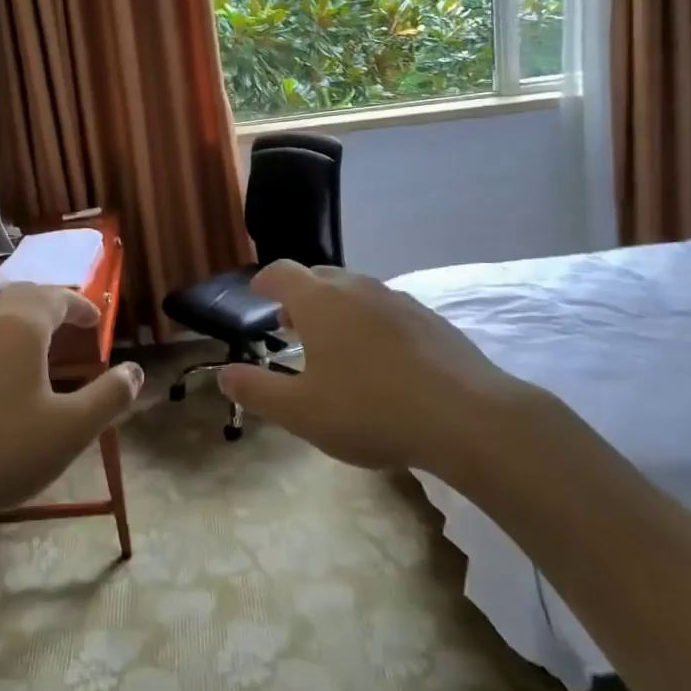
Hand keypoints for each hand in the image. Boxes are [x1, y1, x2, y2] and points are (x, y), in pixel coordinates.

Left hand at [0, 284, 142, 534]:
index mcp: (20, 328)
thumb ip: (109, 397)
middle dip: (51, 305)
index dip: (81, 304)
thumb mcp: (69, 430)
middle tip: (72, 323)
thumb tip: (135, 371)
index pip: (56, 297)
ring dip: (23, 325)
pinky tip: (0, 381)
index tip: (97, 320)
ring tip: (40, 350)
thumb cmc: (0, 451)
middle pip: (22, 298)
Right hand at [217, 260, 544, 479]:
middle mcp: (357, 289)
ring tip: (333, 342)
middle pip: (319, 276)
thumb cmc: (370, 411)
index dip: (264, 281)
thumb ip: (257, 390)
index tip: (257, 294)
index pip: (282, 272)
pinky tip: (380, 360)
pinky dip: (370, 322)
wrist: (467, 418)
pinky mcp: (430, 319)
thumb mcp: (301, 412)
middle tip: (290, 324)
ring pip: (356, 291)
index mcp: (319, 302)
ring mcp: (398, 300)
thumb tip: (223, 374)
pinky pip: (387, 310)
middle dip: (300, 295)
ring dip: (336, 308)